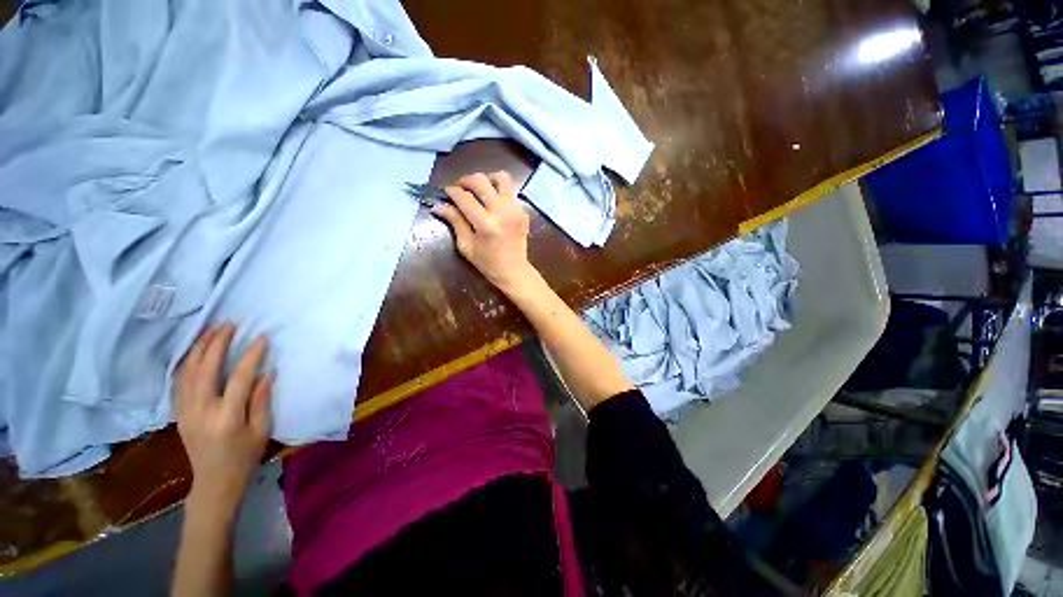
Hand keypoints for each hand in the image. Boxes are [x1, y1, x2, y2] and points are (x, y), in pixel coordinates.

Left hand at [174, 324, 272, 517]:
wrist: (213, 483)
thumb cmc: (244, 457)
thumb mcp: (262, 431)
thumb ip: (262, 400)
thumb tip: (267, 373)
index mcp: (227, 417)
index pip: (239, 378)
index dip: (251, 356)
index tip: (261, 337)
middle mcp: (201, 410)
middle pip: (206, 370)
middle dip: (217, 344)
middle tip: (229, 325)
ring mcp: (185, 411)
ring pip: (187, 373)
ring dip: (198, 349)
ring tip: (210, 331)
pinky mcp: (179, 413)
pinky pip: (179, 382)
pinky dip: (187, 363)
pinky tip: (195, 353)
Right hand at [432, 172, 538, 295]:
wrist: (514, 270)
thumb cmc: (488, 263)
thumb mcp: (466, 246)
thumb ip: (455, 222)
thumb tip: (439, 206)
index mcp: (486, 224)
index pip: (464, 197)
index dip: (452, 191)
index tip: (447, 192)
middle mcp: (502, 212)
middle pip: (481, 181)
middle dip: (466, 180)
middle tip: (460, 188)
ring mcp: (515, 209)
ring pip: (501, 178)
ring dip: (487, 179)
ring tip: (479, 189)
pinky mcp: (523, 211)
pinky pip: (511, 191)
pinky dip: (499, 191)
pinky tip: (493, 201)